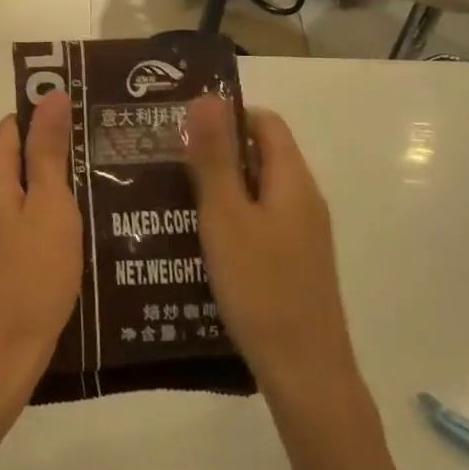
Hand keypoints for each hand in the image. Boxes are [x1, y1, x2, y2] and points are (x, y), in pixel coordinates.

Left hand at [0, 90, 81, 395]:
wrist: (1, 349)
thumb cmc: (33, 276)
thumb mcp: (52, 208)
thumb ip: (49, 149)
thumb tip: (50, 94)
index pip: (17, 125)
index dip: (52, 132)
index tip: (88, 148)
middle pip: (12, 153)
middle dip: (50, 165)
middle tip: (93, 183)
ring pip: (10, 183)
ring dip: (43, 192)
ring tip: (85, 209)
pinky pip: (3, 208)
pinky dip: (29, 214)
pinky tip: (59, 235)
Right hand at [183, 96, 357, 386]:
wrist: (304, 371)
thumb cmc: (261, 288)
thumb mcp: (226, 217)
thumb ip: (215, 158)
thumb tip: (206, 98)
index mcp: (292, 181)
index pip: (264, 123)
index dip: (226, 116)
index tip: (180, 128)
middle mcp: (303, 201)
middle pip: (260, 156)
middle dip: (214, 153)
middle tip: (164, 161)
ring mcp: (301, 235)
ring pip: (256, 192)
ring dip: (218, 188)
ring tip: (169, 197)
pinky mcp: (292, 264)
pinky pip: (258, 223)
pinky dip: (229, 220)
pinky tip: (195, 240)